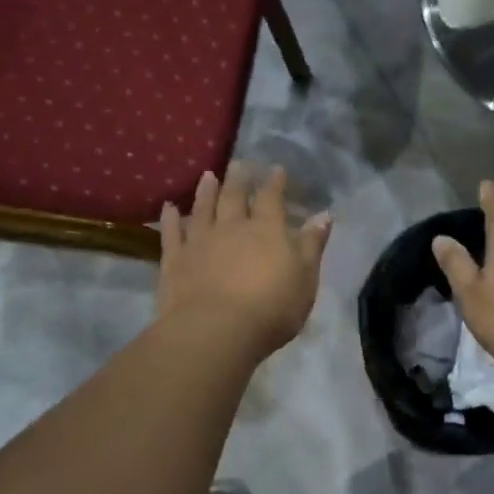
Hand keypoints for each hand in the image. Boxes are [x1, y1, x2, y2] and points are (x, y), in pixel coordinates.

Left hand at [156, 163, 332, 357]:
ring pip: (203, 208)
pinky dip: (170, 218)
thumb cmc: (270, 309)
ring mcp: (200, 242)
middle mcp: (232, 227)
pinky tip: (168, 207)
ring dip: (206, 191)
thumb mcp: (305, 279)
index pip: (272, 199)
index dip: (275, 183)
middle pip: (234, 196)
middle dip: (239, 178)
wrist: (216, 331)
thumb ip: (312, 245)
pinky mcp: (175, 260)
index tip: (276, 168)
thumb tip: (324, 214)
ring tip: (208, 175)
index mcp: (266, 230)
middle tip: (239, 163)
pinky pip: (172, 233)